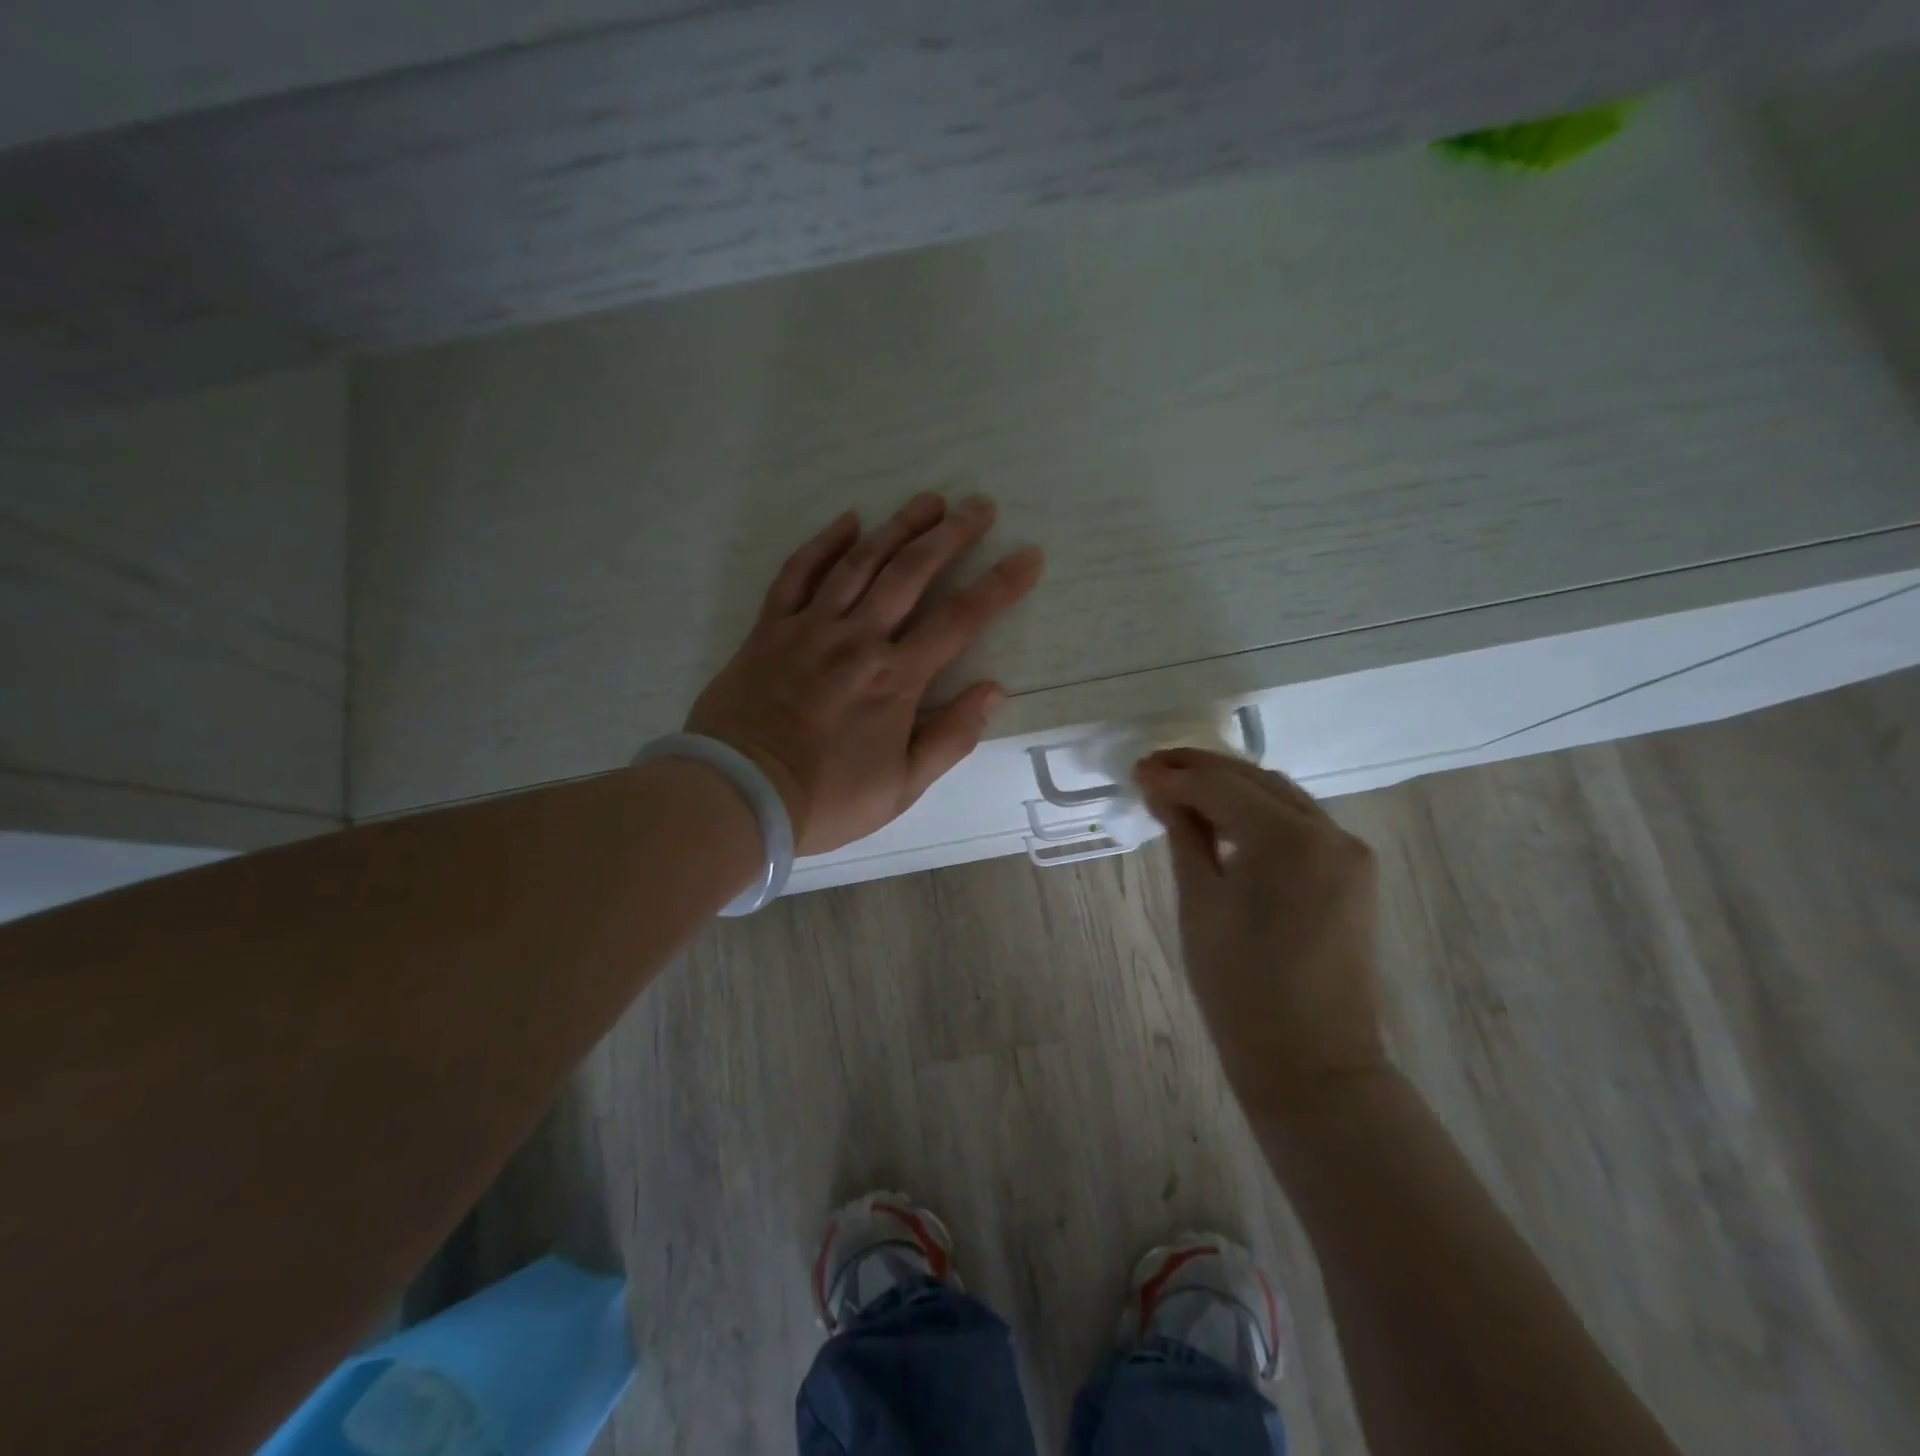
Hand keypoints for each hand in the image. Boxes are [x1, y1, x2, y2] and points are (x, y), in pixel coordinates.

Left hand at [686, 493, 1044, 855]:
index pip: (960, 620)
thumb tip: (993, 690)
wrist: (739, 794)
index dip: (1000, 585)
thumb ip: (950, 737)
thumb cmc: (827, 799)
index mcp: (896, 678)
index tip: (1029, 556)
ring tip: (929, 500)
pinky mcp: (770, 628)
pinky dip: (823, 543)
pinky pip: (798, 573)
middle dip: (952, 535)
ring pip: (860, 562)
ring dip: (898, 526)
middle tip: (979, 506)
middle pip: (912, 573)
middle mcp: (858, 639)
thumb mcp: (902, 786)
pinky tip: (848, 521)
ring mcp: (810, 627)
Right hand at [1137, 749, 1386, 1109]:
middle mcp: (1329, 832)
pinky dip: (1259, 813)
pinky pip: (1299, 823)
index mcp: (1289, 840)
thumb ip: (1184, 836)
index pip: (1222, 787)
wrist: (1310, 1062)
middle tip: (1153, 770)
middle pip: (1256, 780)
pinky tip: (1225, 821)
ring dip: (1231, 788)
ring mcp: (1349, 852)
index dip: (1175, 776)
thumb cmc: (1240, 988)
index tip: (1137, 770)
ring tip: (1181, 792)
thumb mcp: (1200, 904)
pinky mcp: (1353, 873)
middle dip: (1202, 771)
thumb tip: (1161, 791)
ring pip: (1280, 797)